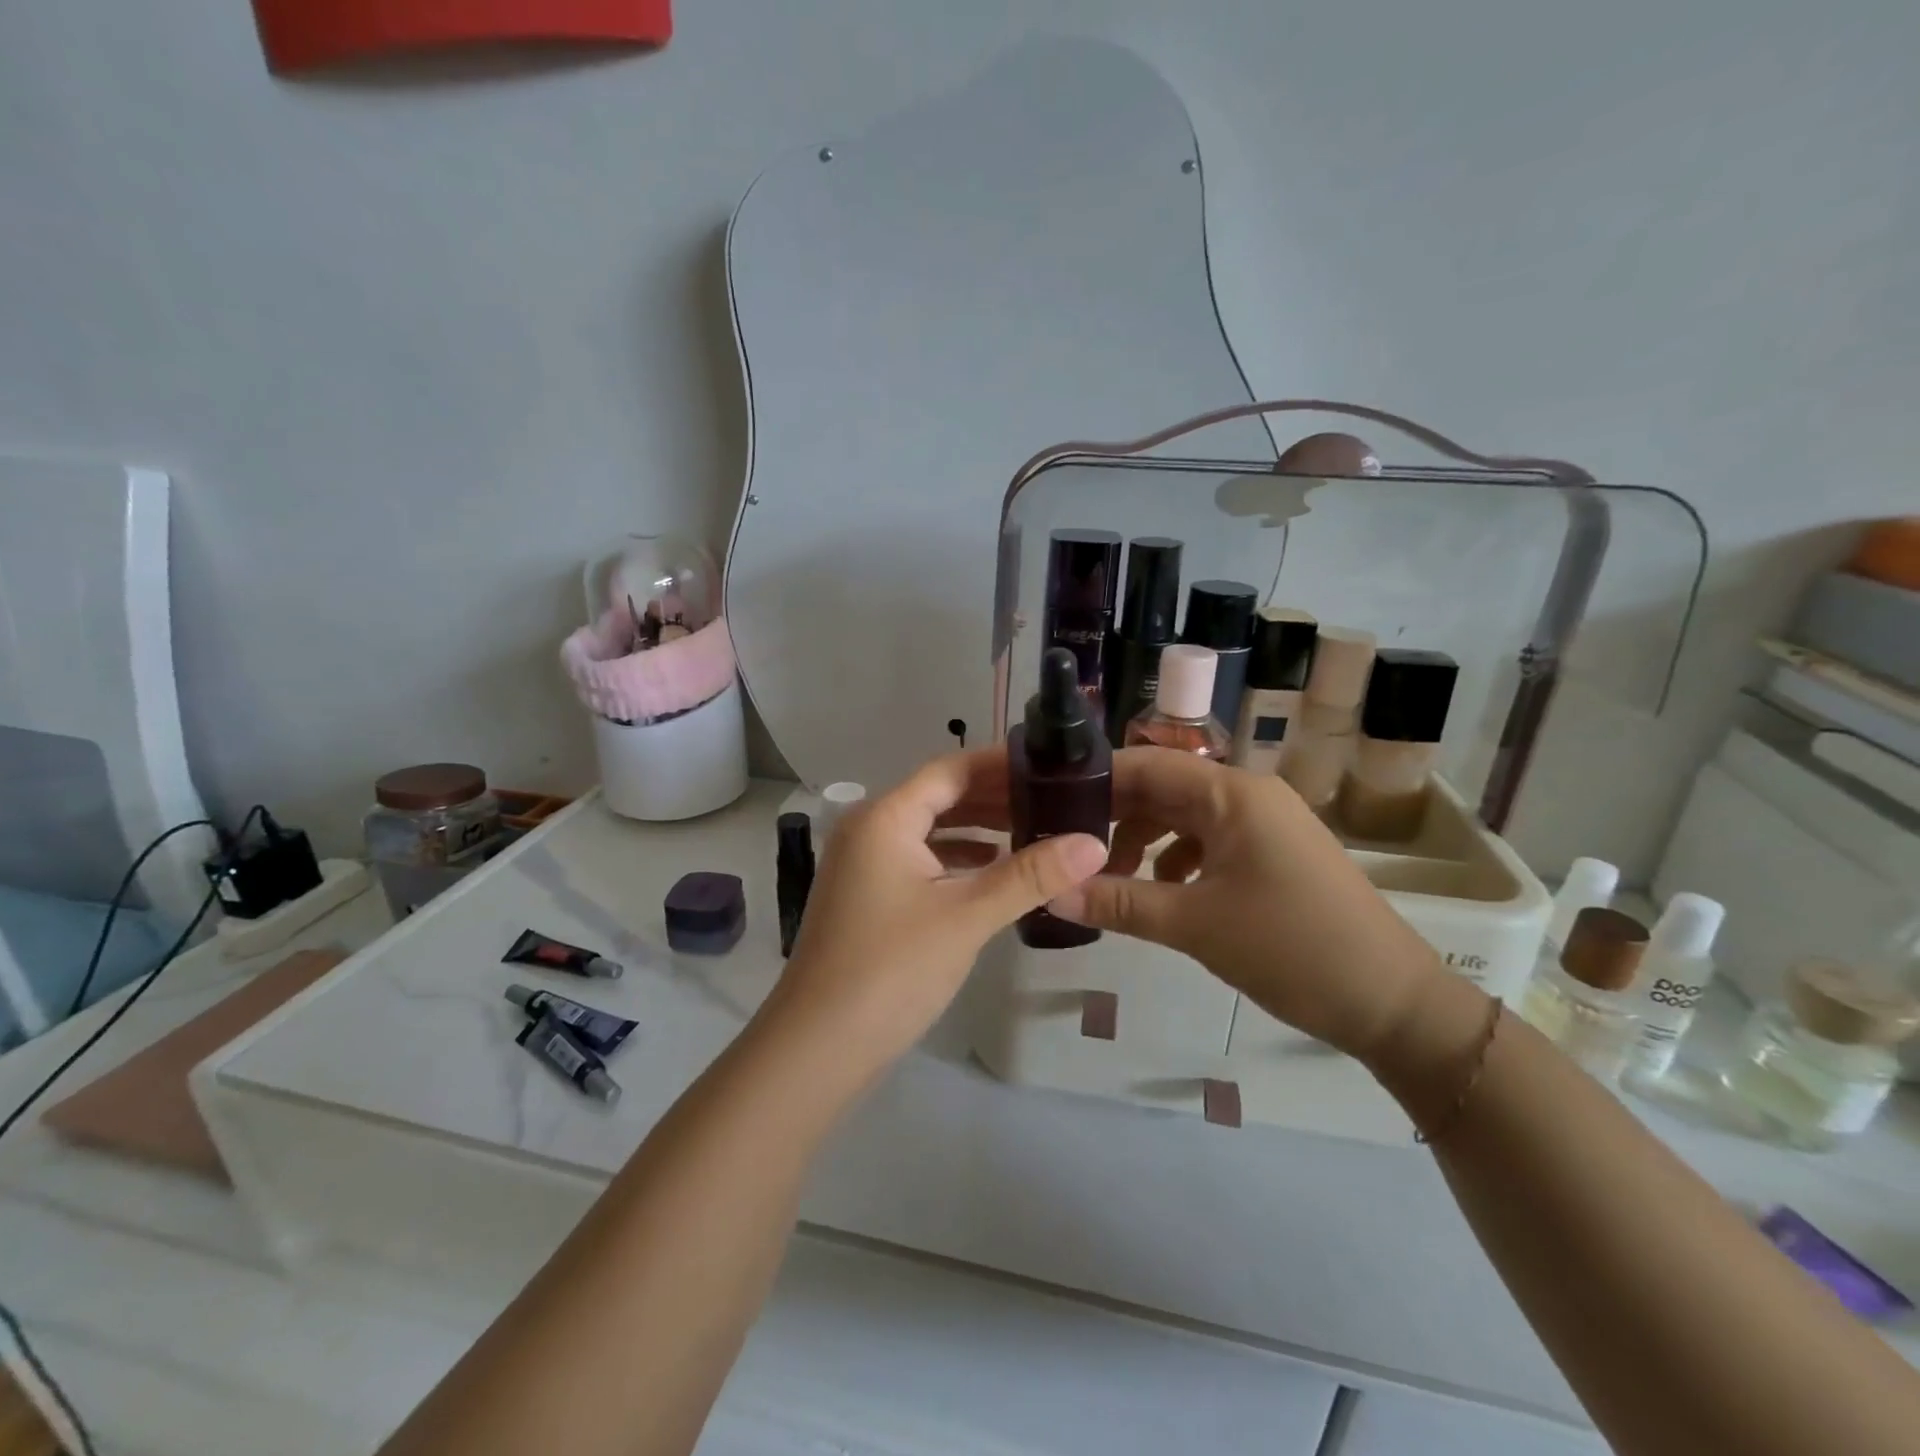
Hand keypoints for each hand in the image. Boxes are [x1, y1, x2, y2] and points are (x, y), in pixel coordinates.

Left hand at [758, 749, 1107, 1085]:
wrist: (818, 1046)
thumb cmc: (892, 969)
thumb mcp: (967, 916)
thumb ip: (1029, 875)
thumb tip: (1093, 843)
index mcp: (885, 817)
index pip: (951, 770)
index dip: (1000, 764)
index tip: (1050, 766)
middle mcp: (869, 828)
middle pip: (939, 796)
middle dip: (994, 797)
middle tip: (1053, 800)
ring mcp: (863, 863)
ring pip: (929, 829)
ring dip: (976, 828)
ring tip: (1033, 829)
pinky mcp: (866, 894)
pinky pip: (918, 859)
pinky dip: (955, 858)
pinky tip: (991, 869)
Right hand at [1048, 747, 1443, 1061]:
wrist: (1394, 1002)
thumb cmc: (1291, 949)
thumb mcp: (1195, 925)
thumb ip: (1118, 904)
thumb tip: (1050, 893)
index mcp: (1232, 793)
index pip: (1146, 764)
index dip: (1095, 780)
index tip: (1047, 805)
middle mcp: (1248, 795)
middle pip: (1163, 789)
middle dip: (1114, 816)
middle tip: (1065, 847)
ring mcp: (1264, 824)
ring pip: (1184, 817)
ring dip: (1144, 842)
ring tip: (1110, 879)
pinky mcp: (1273, 853)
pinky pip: (1210, 841)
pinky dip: (1177, 860)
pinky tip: (1162, 893)